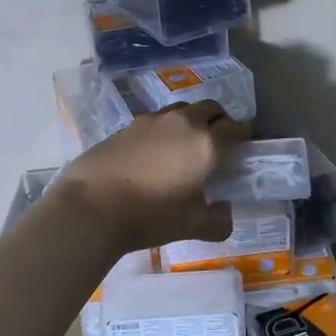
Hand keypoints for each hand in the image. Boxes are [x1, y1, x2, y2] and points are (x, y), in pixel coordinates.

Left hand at [55, 101, 247, 253]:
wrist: (91, 206)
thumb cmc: (150, 216)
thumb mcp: (192, 227)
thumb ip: (218, 220)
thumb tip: (225, 213)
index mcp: (207, 144)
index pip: (236, 128)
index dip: (243, 136)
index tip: (243, 147)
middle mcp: (183, 123)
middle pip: (210, 108)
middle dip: (220, 120)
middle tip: (219, 141)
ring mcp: (153, 121)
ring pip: (182, 109)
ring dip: (191, 120)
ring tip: (186, 143)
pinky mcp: (127, 125)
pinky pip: (156, 119)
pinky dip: (165, 129)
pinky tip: (156, 151)